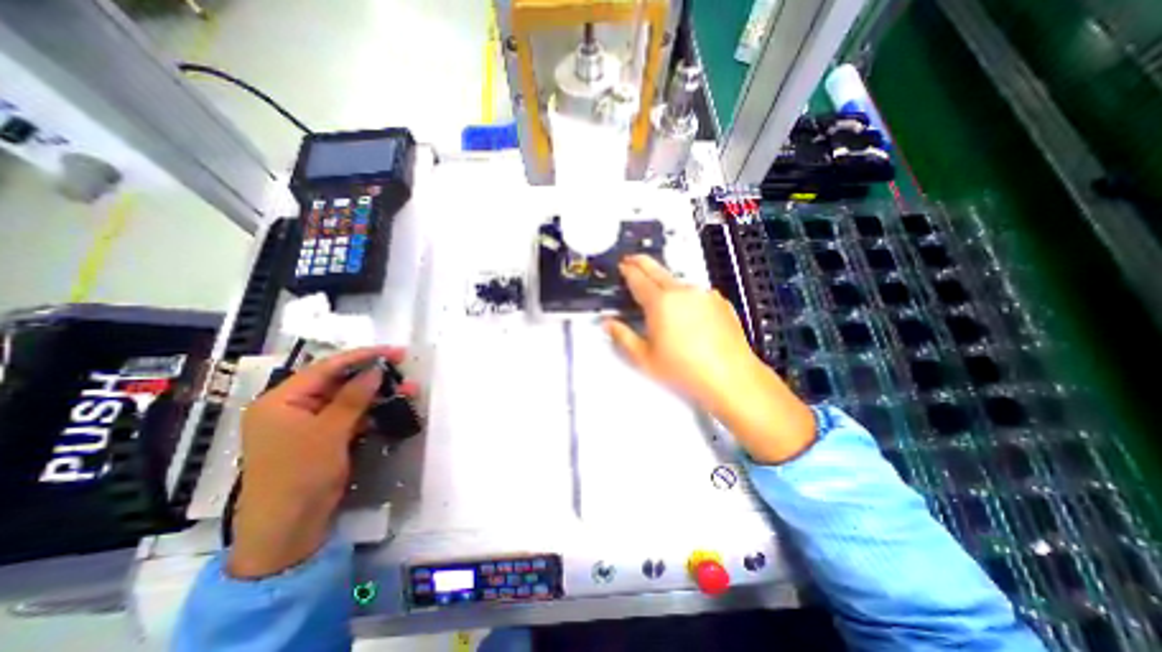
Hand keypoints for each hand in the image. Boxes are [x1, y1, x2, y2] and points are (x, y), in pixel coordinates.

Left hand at [227, 346, 406, 574]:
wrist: (288, 529)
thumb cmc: (299, 475)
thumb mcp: (329, 432)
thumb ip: (353, 397)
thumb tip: (376, 370)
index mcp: (281, 400)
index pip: (326, 368)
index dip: (362, 357)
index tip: (393, 351)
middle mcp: (294, 407)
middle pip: (339, 381)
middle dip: (373, 375)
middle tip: (404, 367)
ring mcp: (310, 424)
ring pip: (350, 399)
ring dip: (378, 394)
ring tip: (409, 389)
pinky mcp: (325, 438)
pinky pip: (351, 416)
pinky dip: (372, 411)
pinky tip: (393, 407)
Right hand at [610, 255, 814, 462]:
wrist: (731, 376)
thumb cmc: (683, 369)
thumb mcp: (645, 358)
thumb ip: (622, 336)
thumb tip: (608, 323)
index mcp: (660, 302)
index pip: (638, 279)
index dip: (628, 270)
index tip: (621, 264)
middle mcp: (682, 291)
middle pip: (657, 270)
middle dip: (642, 262)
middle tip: (631, 259)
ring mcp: (704, 294)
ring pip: (677, 282)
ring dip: (664, 282)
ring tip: (657, 292)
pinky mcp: (720, 301)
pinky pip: (696, 293)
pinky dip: (685, 295)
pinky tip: (685, 311)